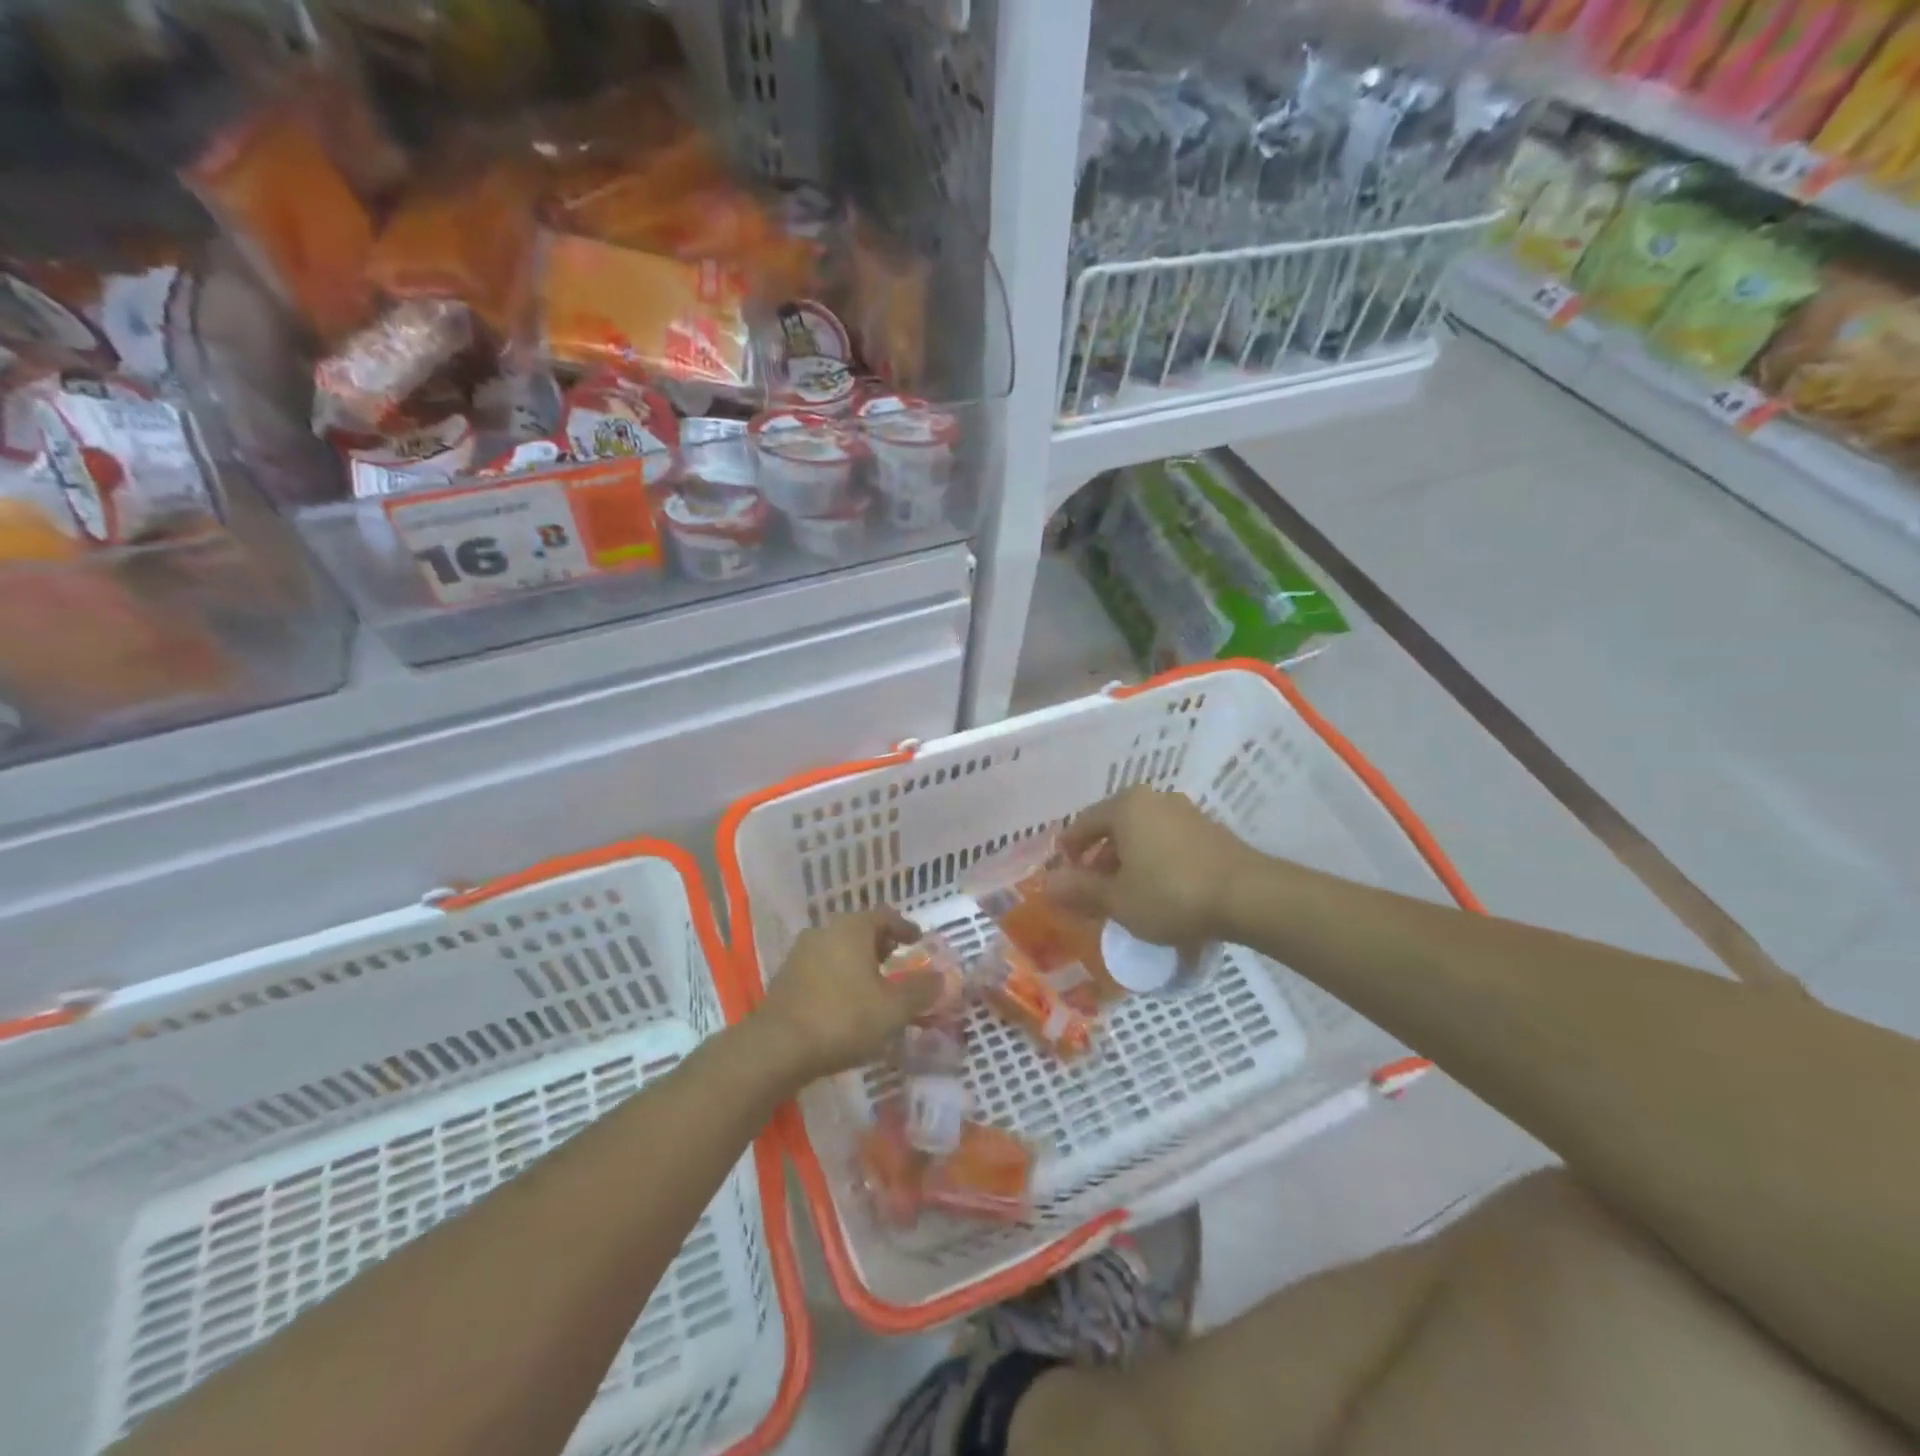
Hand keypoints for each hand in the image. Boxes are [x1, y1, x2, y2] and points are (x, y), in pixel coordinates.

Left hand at [755, 909, 945, 1083]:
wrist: (777, 1048)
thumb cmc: (843, 1018)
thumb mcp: (893, 1008)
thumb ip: (921, 990)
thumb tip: (943, 978)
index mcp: (852, 928)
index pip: (885, 915)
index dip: (905, 927)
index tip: (917, 940)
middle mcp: (824, 931)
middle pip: (859, 930)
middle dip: (880, 944)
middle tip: (896, 961)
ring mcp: (800, 953)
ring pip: (838, 949)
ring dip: (858, 962)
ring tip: (873, 985)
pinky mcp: (785, 978)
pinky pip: (821, 968)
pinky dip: (839, 977)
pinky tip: (845, 1002)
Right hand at [1048, 787, 1256, 946]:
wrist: (1249, 897)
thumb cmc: (1171, 894)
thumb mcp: (1118, 899)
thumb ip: (1080, 890)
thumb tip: (1047, 884)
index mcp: (1126, 806)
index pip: (1082, 823)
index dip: (1068, 851)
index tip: (1063, 876)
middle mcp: (1154, 799)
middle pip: (1113, 826)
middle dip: (1099, 858)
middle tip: (1092, 890)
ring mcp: (1185, 812)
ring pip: (1142, 834)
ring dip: (1128, 861)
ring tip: (1126, 894)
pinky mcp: (1209, 830)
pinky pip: (1167, 842)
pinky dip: (1154, 861)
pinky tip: (1159, 890)